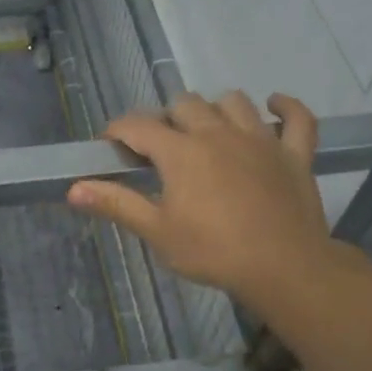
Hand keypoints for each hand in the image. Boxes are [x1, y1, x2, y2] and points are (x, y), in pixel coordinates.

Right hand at [67, 91, 359, 317]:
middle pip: (185, 105)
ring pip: (234, 102)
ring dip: (215, 109)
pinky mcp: (295, 154)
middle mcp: (218, 133)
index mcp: (181, 152)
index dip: (118, 131)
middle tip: (160, 148)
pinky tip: (275, 106)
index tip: (110, 146)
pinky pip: (298, 119)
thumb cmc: (212, 251)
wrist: (283, 267)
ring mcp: (261, 139)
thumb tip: (73, 188)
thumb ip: (117, 204)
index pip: (138, 125)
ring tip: (207, 130)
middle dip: (166, 119)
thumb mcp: (157, 231)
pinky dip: (286, 109)